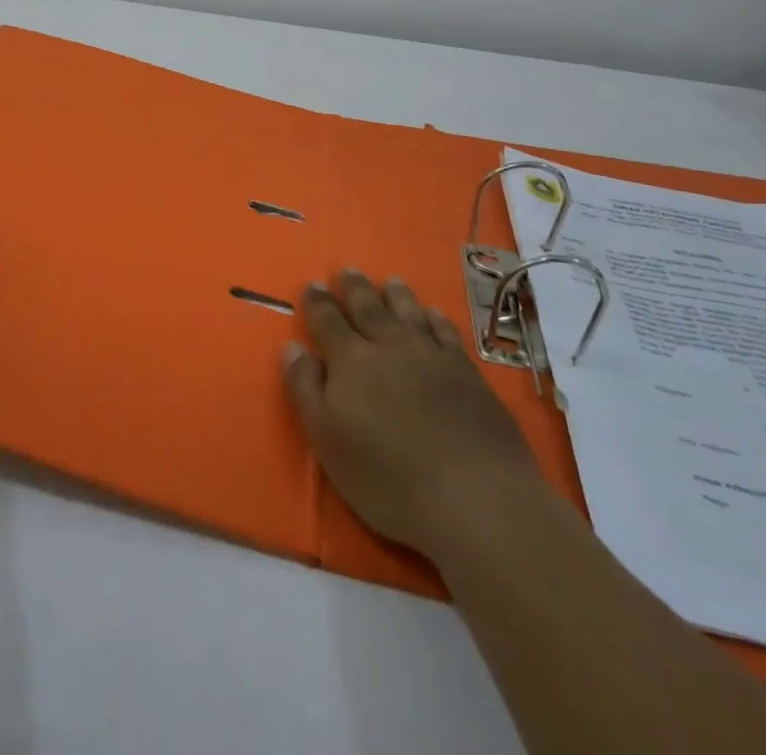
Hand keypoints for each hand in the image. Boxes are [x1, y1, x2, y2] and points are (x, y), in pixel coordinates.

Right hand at [282, 270, 545, 556]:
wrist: (474, 496)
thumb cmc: (387, 476)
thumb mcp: (327, 439)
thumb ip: (306, 388)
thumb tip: (292, 347)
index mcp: (351, 360)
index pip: (327, 321)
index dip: (318, 303)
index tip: (313, 285)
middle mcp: (390, 346)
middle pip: (368, 307)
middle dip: (355, 288)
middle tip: (348, 270)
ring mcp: (432, 355)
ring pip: (409, 312)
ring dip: (396, 294)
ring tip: (390, 280)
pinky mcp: (468, 373)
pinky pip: (447, 333)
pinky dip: (437, 318)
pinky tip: (434, 313)